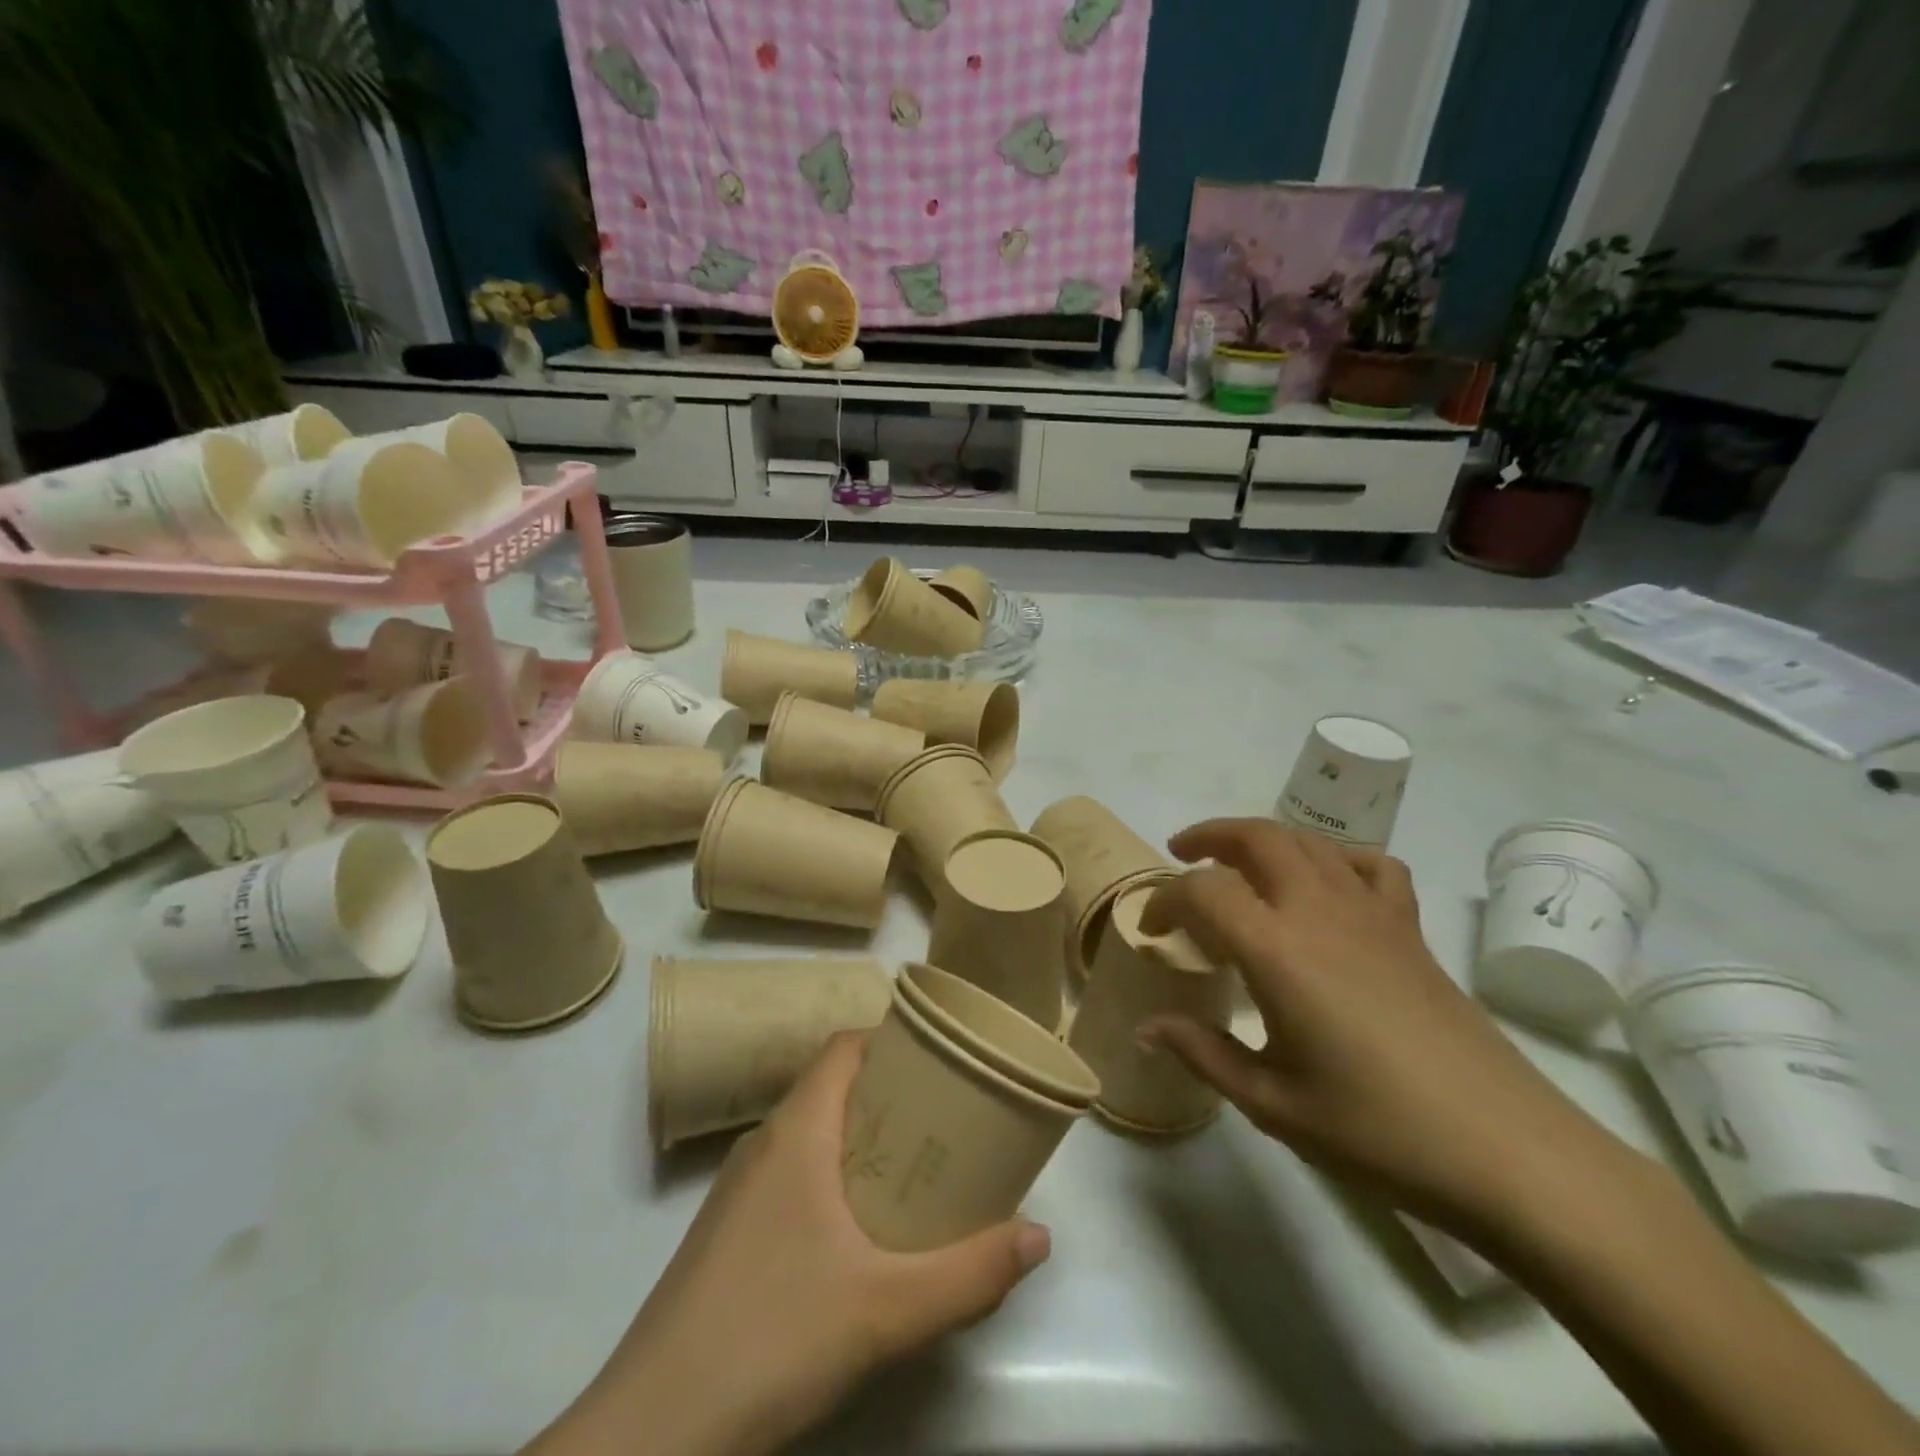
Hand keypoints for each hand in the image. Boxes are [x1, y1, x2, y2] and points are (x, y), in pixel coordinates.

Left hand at [528, 1033, 1049, 1455]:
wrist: (649, 1435)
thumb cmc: (772, 1338)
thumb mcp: (887, 1309)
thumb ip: (970, 1273)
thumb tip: (1040, 1237)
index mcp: (795, 1131)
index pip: (844, 1048)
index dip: (892, 1041)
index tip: (943, 1060)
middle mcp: (763, 1145)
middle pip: (833, 1088)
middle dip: (891, 1096)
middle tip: (948, 1120)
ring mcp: (739, 1191)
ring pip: (811, 1135)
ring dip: (862, 1141)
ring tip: (917, 1170)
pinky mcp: (728, 1234)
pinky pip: (791, 1176)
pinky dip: (832, 1179)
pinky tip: (861, 1234)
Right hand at [1140, 819, 1620, 1234]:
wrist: (1508, 1152)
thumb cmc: (1377, 1131)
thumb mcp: (1273, 1102)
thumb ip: (1203, 1053)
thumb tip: (1147, 1028)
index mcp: (1277, 950)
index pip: (1202, 891)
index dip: (1164, 899)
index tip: (1150, 928)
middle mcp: (1320, 912)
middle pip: (1257, 837)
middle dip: (1210, 836)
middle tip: (1181, 855)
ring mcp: (1372, 914)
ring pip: (1308, 841)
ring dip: (1263, 838)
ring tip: (1239, 863)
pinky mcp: (1410, 930)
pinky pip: (1369, 865)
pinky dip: (1336, 857)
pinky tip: (1326, 883)